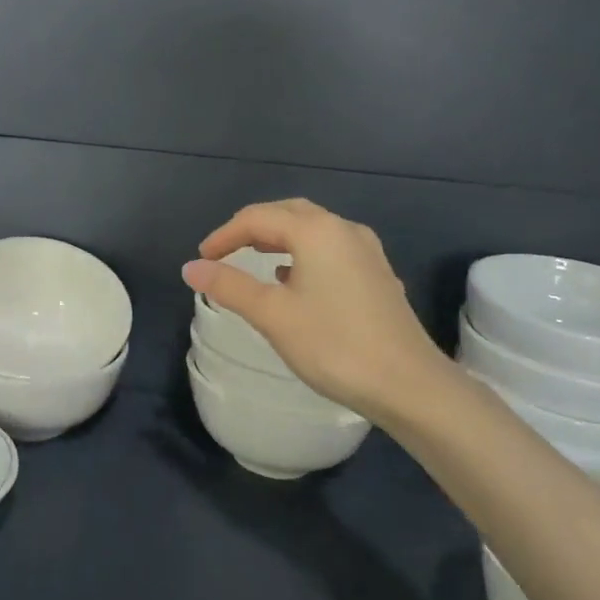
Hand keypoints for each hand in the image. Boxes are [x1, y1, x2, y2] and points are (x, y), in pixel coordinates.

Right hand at [182, 199, 450, 421]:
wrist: (409, 384)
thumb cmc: (334, 345)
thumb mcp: (272, 315)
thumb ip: (230, 286)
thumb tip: (191, 268)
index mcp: (317, 231)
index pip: (258, 217)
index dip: (225, 235)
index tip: (202, 260)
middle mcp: (344, 230)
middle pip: (289, 214)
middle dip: (253, 228)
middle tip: (225, 251)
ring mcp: (367, 252)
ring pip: (313, 231)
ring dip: (280, 239)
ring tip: (255, 260)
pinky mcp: (378, 276)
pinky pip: (331, 250)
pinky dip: (304, 255)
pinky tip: (295, 281)